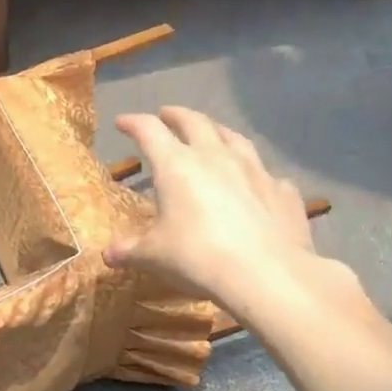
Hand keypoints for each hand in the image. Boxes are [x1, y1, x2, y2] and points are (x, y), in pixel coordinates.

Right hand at [104, 107, 351, 316]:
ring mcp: (255, 170)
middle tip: (166, 115)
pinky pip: (267, 174)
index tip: (123, 122)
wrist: (267, 275)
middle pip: (194, 122)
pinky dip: (255, 174)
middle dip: (177, 115)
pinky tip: (255, 183)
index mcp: (176, 165)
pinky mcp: (283, 191)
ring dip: (217, 131)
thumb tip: (108, 255)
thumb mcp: (154, 256)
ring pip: (233, 137)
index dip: (133, 122)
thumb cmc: (198, 258)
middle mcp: (215, 157)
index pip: (149, 130)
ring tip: (211, 134)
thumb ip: (130, 250)